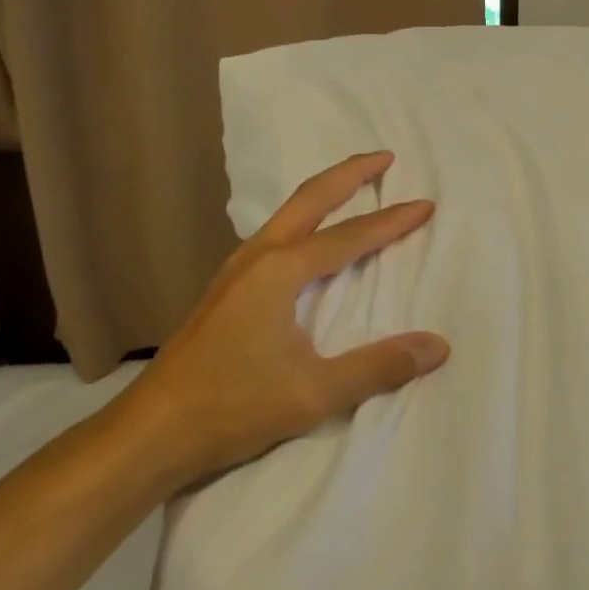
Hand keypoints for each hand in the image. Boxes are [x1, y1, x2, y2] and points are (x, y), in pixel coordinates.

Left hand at [118, 151, 447, 484]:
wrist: (151, 431)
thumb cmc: (233, 406)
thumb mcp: (314, 392)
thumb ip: (378, 366)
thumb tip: (437, 346)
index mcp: (281, 270)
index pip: (350, 236)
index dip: (391, 221)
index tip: (426, 204)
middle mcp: (258, 256)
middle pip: (311, 198)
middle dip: (350, 174)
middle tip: (385, 157)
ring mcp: (235, 270)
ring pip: (288, 214)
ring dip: (324, 194)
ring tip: (352, 187)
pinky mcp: (224, 289)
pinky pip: (275, 234)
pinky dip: (303, 219)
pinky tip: (307, 241)